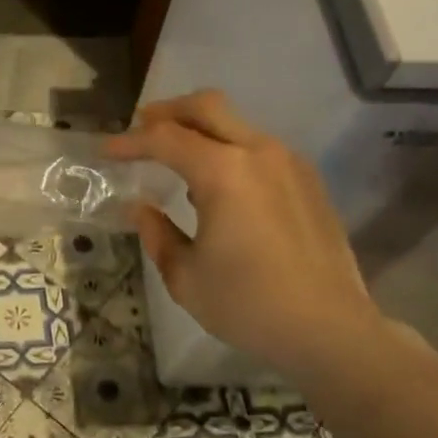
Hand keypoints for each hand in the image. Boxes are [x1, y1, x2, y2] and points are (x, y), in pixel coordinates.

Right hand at [105, 90, 393, 378]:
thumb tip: (140, 209)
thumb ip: (157, 234)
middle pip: (207, 107)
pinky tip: (219, 187)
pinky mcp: (308, 181)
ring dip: (201, 131)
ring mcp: (289, 163)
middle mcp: (258, 153)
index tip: (106, 151)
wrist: (331, 331)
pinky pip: (258, 148)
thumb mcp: (186, 277)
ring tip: (176, 160)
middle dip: (168, 112)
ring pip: (236, 124)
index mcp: (224, 172)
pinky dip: (229, 150)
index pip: (165, 138)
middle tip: (141, 129)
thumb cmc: (249, 305)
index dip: (130, 142)